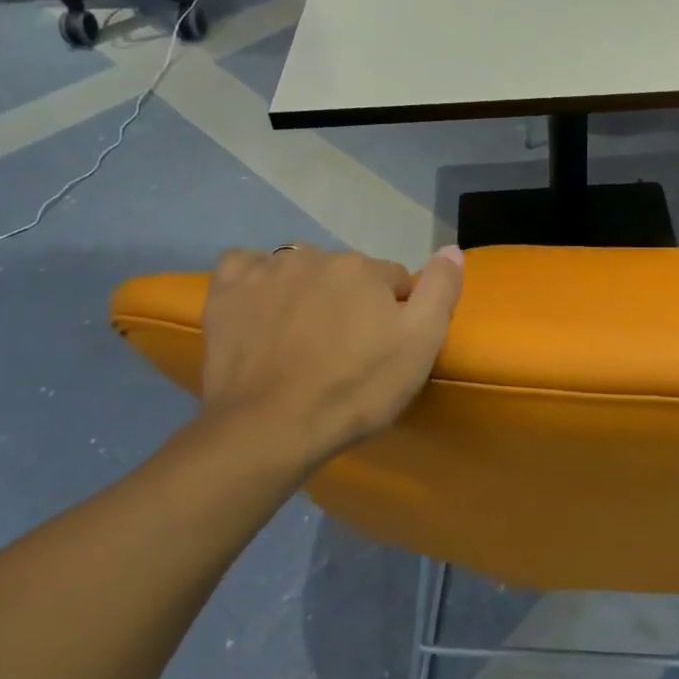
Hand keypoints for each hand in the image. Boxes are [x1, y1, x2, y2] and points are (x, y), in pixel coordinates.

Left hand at [190, 243, 464, 472]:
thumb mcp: (419, 346)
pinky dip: (254, 280)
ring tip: (300, 338)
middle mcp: (315, 256)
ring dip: (306, 292)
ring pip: (300, 269)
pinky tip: (258, 305)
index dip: (394, 314)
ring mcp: (266, 271)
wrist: (269, 430)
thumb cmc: (354, 390)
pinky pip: (244, 266)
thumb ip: (440, 290)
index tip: (383, 349)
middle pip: (346, 274)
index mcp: (363, 269)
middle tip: (343, 350)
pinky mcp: (226, 292)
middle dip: (350, 302)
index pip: (393, 280)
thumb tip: (451, 248)